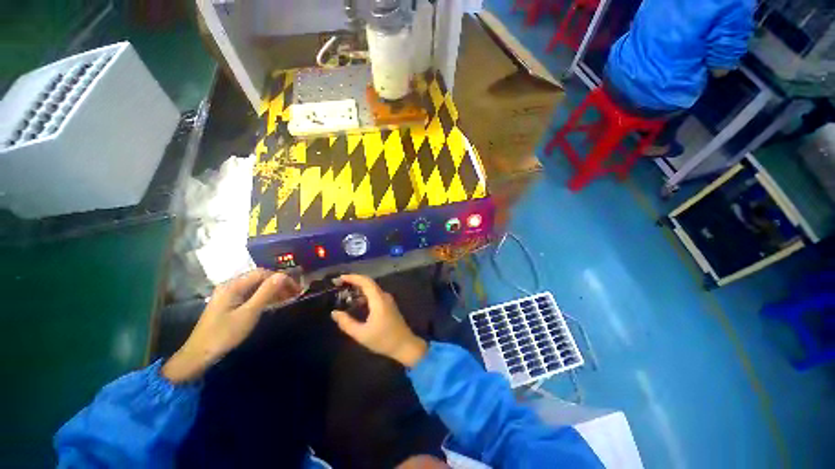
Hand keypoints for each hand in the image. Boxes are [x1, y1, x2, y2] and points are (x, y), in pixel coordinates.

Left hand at [162, 269, 300, 383]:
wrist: (199, 355)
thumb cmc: (224, 334)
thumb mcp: (249, 313)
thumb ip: (266, 293)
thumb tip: (283, 275)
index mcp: (233, 285)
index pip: (262, 273)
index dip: (281, 278)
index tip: (295, 288)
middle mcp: (230, 285)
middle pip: (259, 278)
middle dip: (279, 283)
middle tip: (294, 294)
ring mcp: (229, 294)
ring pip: (256, 286)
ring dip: (273, 290)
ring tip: (288, 298)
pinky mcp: (229, 303)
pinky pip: (251, 294)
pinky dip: (264, 296)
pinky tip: (273, 303)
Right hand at [330, 274, 427, 367]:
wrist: (404, 345)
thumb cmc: (383, 340)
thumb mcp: (361, 334)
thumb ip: (347, 323)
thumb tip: (334, 313)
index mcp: (379, 300)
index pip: (366, 281)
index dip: (353, 277)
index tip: (340, 278)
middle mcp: (384, 296)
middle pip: (368, 283)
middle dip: (354, 281)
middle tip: (339, 284)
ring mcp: (388, 300)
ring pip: (372, 289)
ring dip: (359, 289)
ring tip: (344, 293)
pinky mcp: (388, 305)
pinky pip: (375, 295)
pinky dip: (364, 295)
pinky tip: (356, 303)